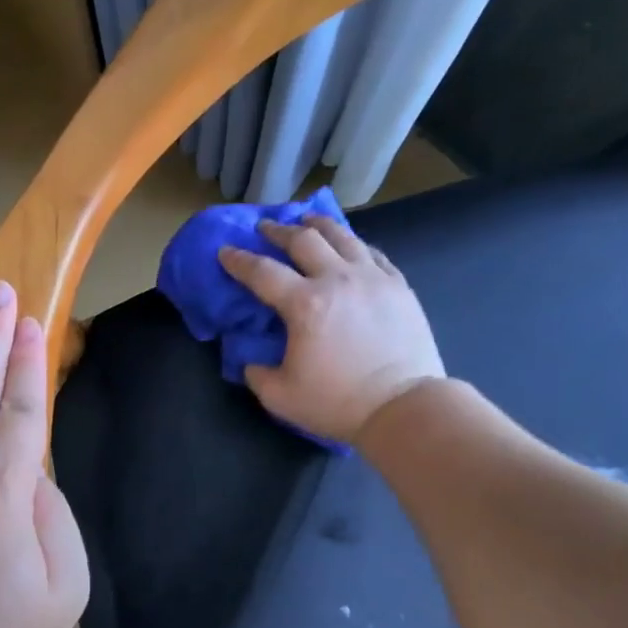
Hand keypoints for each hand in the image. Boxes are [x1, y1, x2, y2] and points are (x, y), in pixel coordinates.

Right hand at [218, 216, 445, 444]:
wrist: (403, 407)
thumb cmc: (337, 402)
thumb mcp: (279, 396)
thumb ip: (256, 373)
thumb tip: (252, 358)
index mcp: (304, 304)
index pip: (262, 272)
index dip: (238, 260)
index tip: (225, 251)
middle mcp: (337, 280)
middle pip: (303, 240)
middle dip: (278, 230)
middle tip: (265, 227)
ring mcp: (373, 279)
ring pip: (342, 237)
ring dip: (318, 225)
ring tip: (307, 220)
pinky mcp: (399, 287)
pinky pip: (372, 253)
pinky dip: (354, 244)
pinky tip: (349, 246)